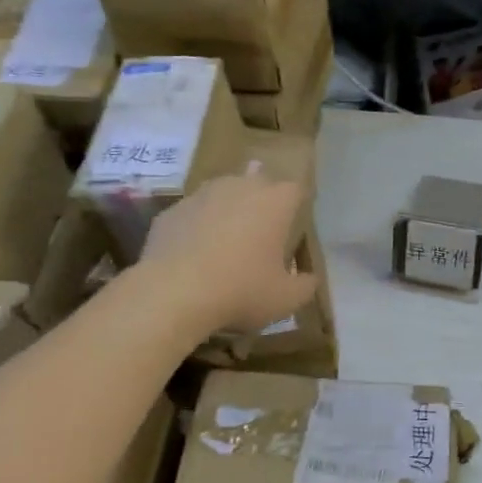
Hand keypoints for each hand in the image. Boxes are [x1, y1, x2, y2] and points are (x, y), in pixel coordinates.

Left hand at [140, 174, 317, 335]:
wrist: (173, 293)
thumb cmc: (241, 290)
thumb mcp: (286, 299)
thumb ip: (305, 286)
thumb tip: (309, 279)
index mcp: (275, 201)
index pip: (296, 190)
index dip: (297, 207)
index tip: (294, 229)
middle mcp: (240, 186)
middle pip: (258, 183)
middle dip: (262, 202)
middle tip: (262, 234)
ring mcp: (201, 195)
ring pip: (222, 194)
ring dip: (228, 211)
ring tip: (227, 242)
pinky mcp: (171, 211)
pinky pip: (193, 214)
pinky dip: (197, 228)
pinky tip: (195, 256)